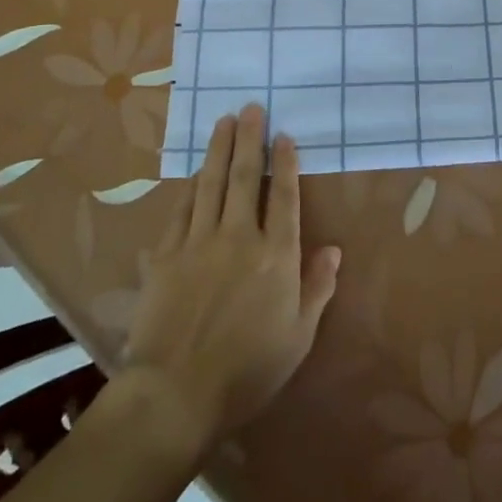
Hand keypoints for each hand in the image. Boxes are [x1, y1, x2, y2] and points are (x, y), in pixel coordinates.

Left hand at [122, 105, 339, 455]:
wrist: (176, 393)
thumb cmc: (248, 370)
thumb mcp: (298, 336)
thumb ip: (317, 288)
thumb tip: (334, 249)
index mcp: (276, 256)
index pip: (283, 197)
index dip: (285, 163)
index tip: (283, 136)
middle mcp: (239, 237)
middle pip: (245, 178)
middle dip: (249, 139)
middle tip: (250, 108)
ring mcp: (199, 242)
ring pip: (211, 184)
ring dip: (219, 149)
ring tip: (223, 121)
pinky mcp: (167, 255)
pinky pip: (182, 210)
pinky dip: (191, 187)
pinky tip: (195, 173)